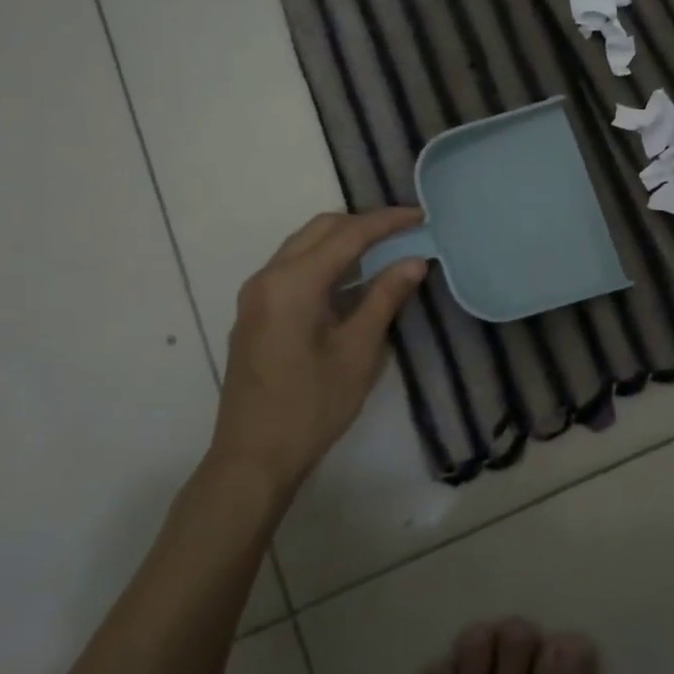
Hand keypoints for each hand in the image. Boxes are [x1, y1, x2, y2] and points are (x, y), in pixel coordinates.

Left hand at [208, 208, 427, 497]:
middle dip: (364, 224)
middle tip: (404, 230)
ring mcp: (256, 294)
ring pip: (303, 246)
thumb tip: (413, 260)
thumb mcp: (358, 352)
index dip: (387, 222)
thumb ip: (385, 298)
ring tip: (384, 249)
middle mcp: (268, 277)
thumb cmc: (311, 406)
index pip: (348, 234)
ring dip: (343, 240)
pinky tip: (350, 278)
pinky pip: (292, 267)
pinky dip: (324, 260)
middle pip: (320, 230)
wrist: (252, 457)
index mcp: (294, 283)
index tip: (421, 215)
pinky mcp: (254, 312)